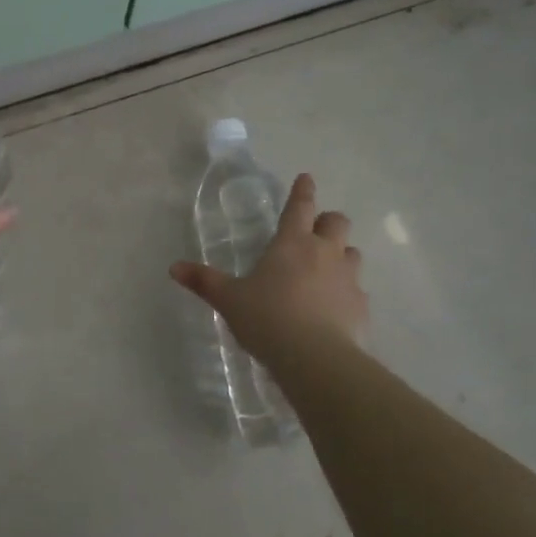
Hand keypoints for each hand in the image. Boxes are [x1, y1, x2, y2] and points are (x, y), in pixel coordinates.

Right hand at [169, 173, 367, 362]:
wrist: (316, 358)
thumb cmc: (268, 319)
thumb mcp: (230, 300)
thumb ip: (204, 281)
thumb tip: (174, 267)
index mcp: (292, 243)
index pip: (300, 206)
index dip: (302, 190)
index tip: (306, 178)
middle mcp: (325, 252)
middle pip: (337, 222)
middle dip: (327, 222)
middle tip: (315, 232)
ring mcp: (348, 278)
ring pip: (352, 253)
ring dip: (341, 255)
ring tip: (327, 270)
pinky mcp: (361, 306)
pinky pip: (358, 290)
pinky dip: (348, 293)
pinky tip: (336, 309)